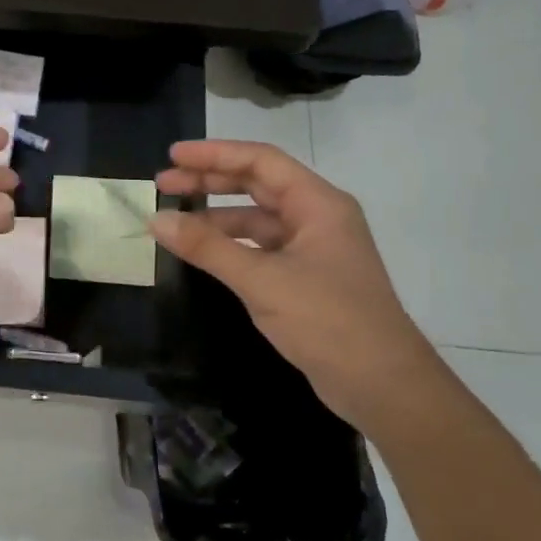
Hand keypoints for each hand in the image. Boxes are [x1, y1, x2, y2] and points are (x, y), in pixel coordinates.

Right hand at [149, 140, 444, 432]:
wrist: (384, 387)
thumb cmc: (328, 321)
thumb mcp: (262, 280)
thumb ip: (207, 247)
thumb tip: (156, 220)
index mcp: (318, 204)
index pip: (260, 162)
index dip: (214, 154)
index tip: (173, 155)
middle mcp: (317, 218)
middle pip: (257, 185)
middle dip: (209, 182)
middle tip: (163, 184)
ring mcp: (312, 249)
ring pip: (256, 219)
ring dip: (215, 216)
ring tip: (172, 221)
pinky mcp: (305, 279)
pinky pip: (259, 248)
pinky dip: (229, 246)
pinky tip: (201, 253)